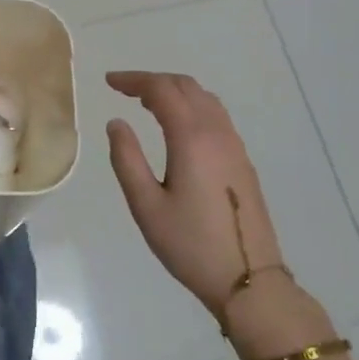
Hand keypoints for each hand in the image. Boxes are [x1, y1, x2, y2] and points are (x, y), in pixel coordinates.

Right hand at [104, 71, 288, 311]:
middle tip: (124, 89)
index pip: (161, 90)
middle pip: (186, 86)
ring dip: (174, 91)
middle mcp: (217, 132)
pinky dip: (192, 105)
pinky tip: (178, 126)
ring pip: (204, 98)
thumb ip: (127, 159)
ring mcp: (234, 145)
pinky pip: (216, 115)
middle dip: (153, 81)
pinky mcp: (242, 160)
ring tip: (147, 103)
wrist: (250, 279)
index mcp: (191, 138)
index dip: (134, 80)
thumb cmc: (190, 245)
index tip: (109, 82)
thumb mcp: (146, 206)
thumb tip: (116, 123)